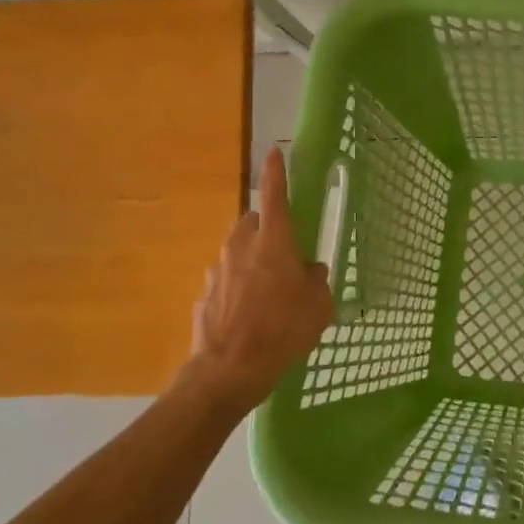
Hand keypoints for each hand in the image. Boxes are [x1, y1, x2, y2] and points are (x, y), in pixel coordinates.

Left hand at [185, 147, 333, 417]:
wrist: (227, 371)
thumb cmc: (282, 331)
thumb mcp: (318, 306)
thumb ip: (316, 280)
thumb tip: (309, 271)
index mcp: (273, 242)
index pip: (276, 195)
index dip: (277, 172)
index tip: (275, 151)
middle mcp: (241, 247)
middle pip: (254, 223)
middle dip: (268, 231)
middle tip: (286, 255)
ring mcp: (218, 270)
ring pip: (239, 252)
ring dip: (253, 262)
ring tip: (269, 294)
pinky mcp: (205, 293)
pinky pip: (227, 280)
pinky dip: (238, 288)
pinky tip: (249, 316)